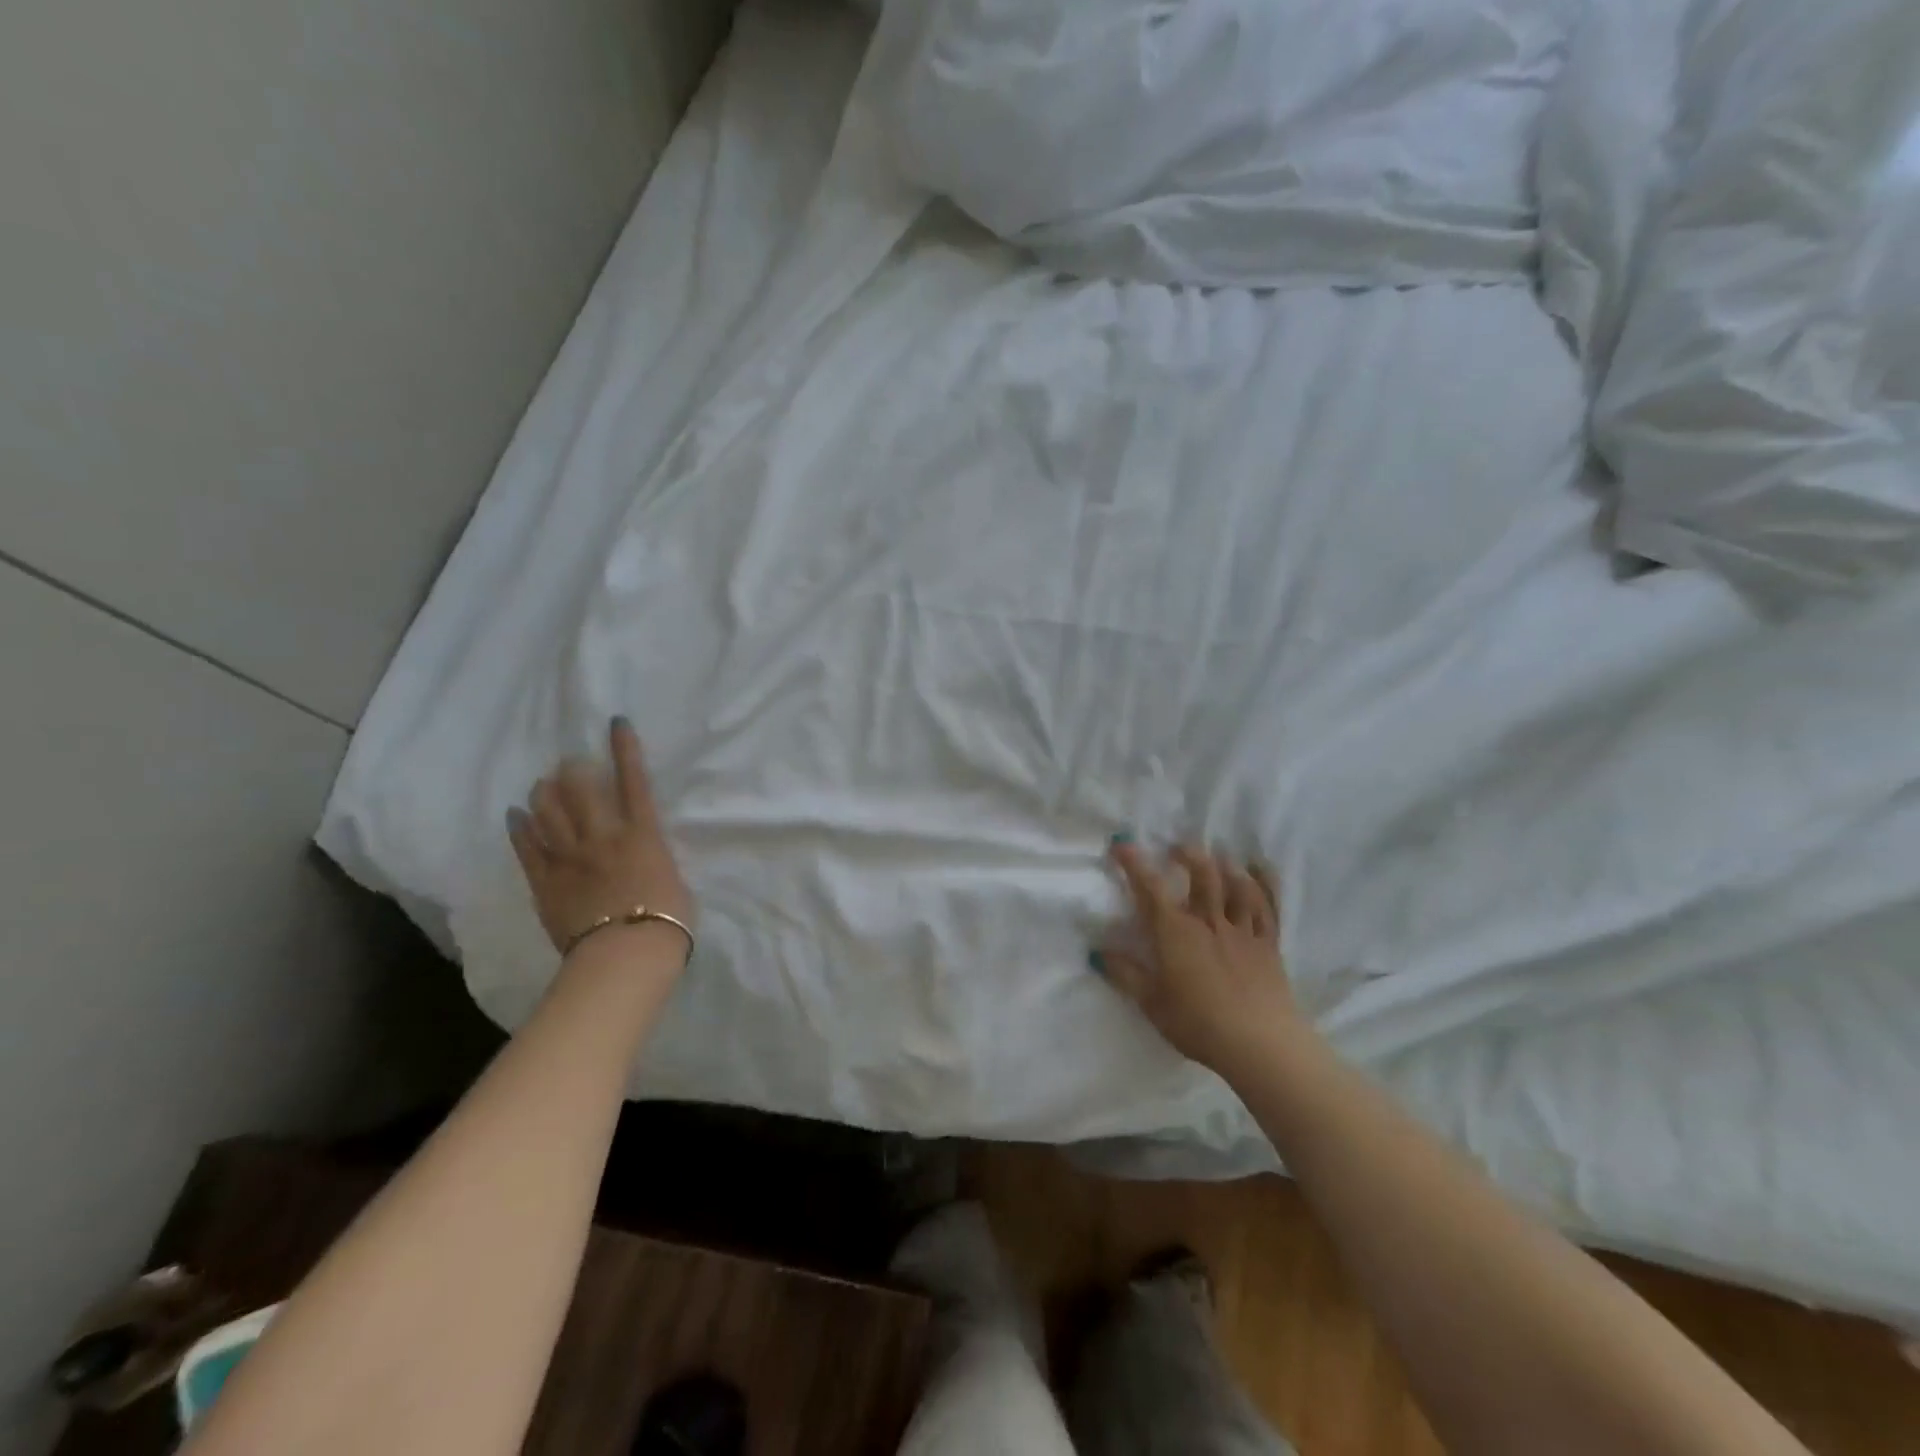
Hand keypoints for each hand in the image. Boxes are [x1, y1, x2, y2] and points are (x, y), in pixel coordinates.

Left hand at [507, 718, 694, 956]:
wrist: (627, 953)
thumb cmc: (667, 919)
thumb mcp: (673, 878)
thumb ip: (653, 858)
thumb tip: (644, 855)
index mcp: (642, 834)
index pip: (633, 781)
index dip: (625, 749)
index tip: (615, 723)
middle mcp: (604, 836)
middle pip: (581, 790)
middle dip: (573, 769)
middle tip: (569, 763)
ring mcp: (571, 857)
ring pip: (549, 812)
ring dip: (544, 793)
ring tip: (543, 784)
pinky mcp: (546, 881)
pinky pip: (528, 847)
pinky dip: (520, 828)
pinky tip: (514, 815)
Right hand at [1093, 842, 1304, 1076]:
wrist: (1261, 1044)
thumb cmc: (1199, 1024)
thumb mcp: (1153, 1003)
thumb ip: (1126, 975)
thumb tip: (1098, 951)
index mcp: (1176, 932)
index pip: (1150, 888)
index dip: (1134, 863)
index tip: (1122, 844)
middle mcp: (1209, 921)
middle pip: (1201, 876)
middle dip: (1188, 855)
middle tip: (1178, 847)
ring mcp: (1242, 931)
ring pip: (1235, 886)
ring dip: (1226, 865)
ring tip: (1219, 855)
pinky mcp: (1268, 945)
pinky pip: (1267, 907)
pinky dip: (1264, 885)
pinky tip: (1260, 871)